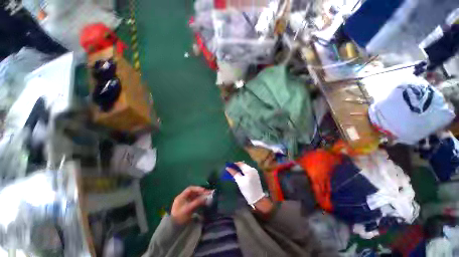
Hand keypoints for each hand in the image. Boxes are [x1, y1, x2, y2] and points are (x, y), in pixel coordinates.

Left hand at [171, 186, 209, 224]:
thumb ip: (196, 202)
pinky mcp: (189, 206)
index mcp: (181, 196)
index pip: (190, 189)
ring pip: (195, 196)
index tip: (204, 190)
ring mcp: (186, 202)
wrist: (174, 228)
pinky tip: (205, 201)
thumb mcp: (187, 209)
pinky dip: (200, 200)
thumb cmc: (179, 217)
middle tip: (208, 193)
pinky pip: (196, 201)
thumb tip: (205, 197)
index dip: (197, 188)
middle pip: (193, 192)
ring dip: (201, 196)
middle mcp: (184, 198)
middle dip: (201, 192)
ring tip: (208, 196)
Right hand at [226, 162, 265, 204]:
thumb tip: (228, 168)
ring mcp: (254, 172)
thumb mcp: (239, 181)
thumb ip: (234, 173)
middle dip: (237, 167)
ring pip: (245, 168)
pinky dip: (243, 171)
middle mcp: (253, 169)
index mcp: (249, 169)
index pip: (240, 163)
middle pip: (243, 165)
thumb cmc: (247, 190)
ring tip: (234, 172)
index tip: (228, 166)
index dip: (234, 164)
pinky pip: (248, 171)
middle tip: (230, 169)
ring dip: (240, 169)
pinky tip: (240, 175)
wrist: (257, 198)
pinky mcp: (255, 175)